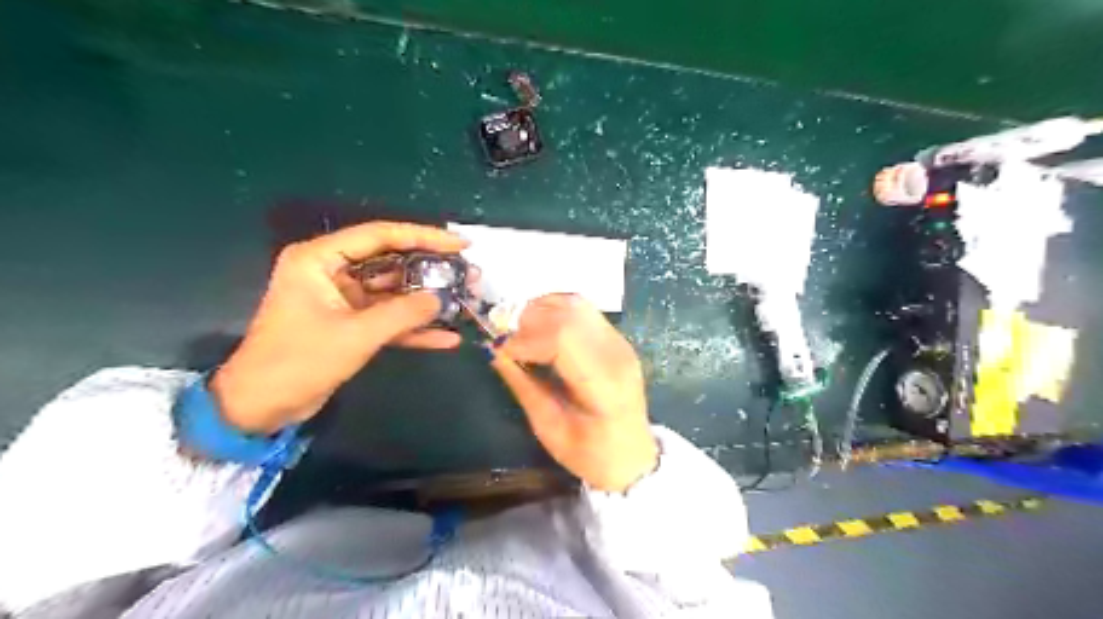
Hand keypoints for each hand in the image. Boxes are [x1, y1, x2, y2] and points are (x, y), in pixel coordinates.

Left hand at [208, 222, 465, 433]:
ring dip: (427, 299)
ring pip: (394, 291)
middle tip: (469, 273)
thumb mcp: (355, 335)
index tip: (460, 245)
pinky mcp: (351, 324)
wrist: (261, 407)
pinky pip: (388, 319)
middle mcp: (332, 272)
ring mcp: (343, 300)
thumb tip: (440, 299)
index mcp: (320, 260)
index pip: (380, 236)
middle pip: (391, 262)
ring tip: (466, 299)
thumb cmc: (298, 362)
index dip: (424, 236)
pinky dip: (414, 328)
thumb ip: (402, 314)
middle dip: (431, 270)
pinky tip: (446, 337)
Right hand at [489, 296, 653, 492]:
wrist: (633, 456)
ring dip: (541, 311)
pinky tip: (540, 327)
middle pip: (568, 315)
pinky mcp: (616, 338)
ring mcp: (620, 342)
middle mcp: (616, 354)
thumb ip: (523, 387)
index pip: (562, 339)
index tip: (501, 353)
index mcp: (604, 386)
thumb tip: (495, 353)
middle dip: (529, 322)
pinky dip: (555, 309)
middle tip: (508, 343)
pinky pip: (582, 309)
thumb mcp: (550, 430)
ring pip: (575, 304)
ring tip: (522, 333)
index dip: (525, 340)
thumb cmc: (591, 455)